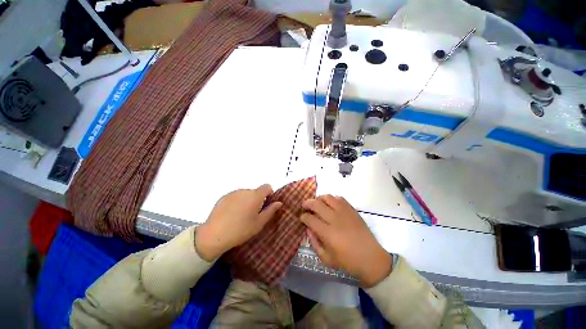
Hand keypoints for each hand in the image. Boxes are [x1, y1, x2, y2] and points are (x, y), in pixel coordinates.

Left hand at [195, 184, 281, 260]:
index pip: (267, 186)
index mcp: (255, 195)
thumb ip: (270, 211)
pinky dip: (237, 202)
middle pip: (255, 191)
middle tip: (253, 214)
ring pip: (245, 194)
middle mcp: (245, 190)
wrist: (214, 235)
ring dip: (247, 200)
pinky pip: (235, 196)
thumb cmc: (241, 230)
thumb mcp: (259, 223)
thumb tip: (279, 203)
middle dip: (257, 199)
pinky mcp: (223, 197)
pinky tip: (231, 215)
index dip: (269, 193)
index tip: (266, 204)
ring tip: (241, 215)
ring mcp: (233, 193)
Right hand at [301, 195, 392, 287]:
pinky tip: (330, 204)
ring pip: (327, 197)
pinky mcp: (352, 210)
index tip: (302, 217)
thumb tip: (308, 229)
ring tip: (317, 203)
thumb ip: (314, 243)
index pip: (310, 219)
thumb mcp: (326, 259)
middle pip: (316, 204)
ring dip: (319, 198)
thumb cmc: (348, 262)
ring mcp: (344, 212)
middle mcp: (335, 219)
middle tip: (305, 206)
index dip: (303, 217)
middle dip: (307, 203)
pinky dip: (332, 199)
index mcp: (328, 233)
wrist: (371, 258)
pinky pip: (339, 198)